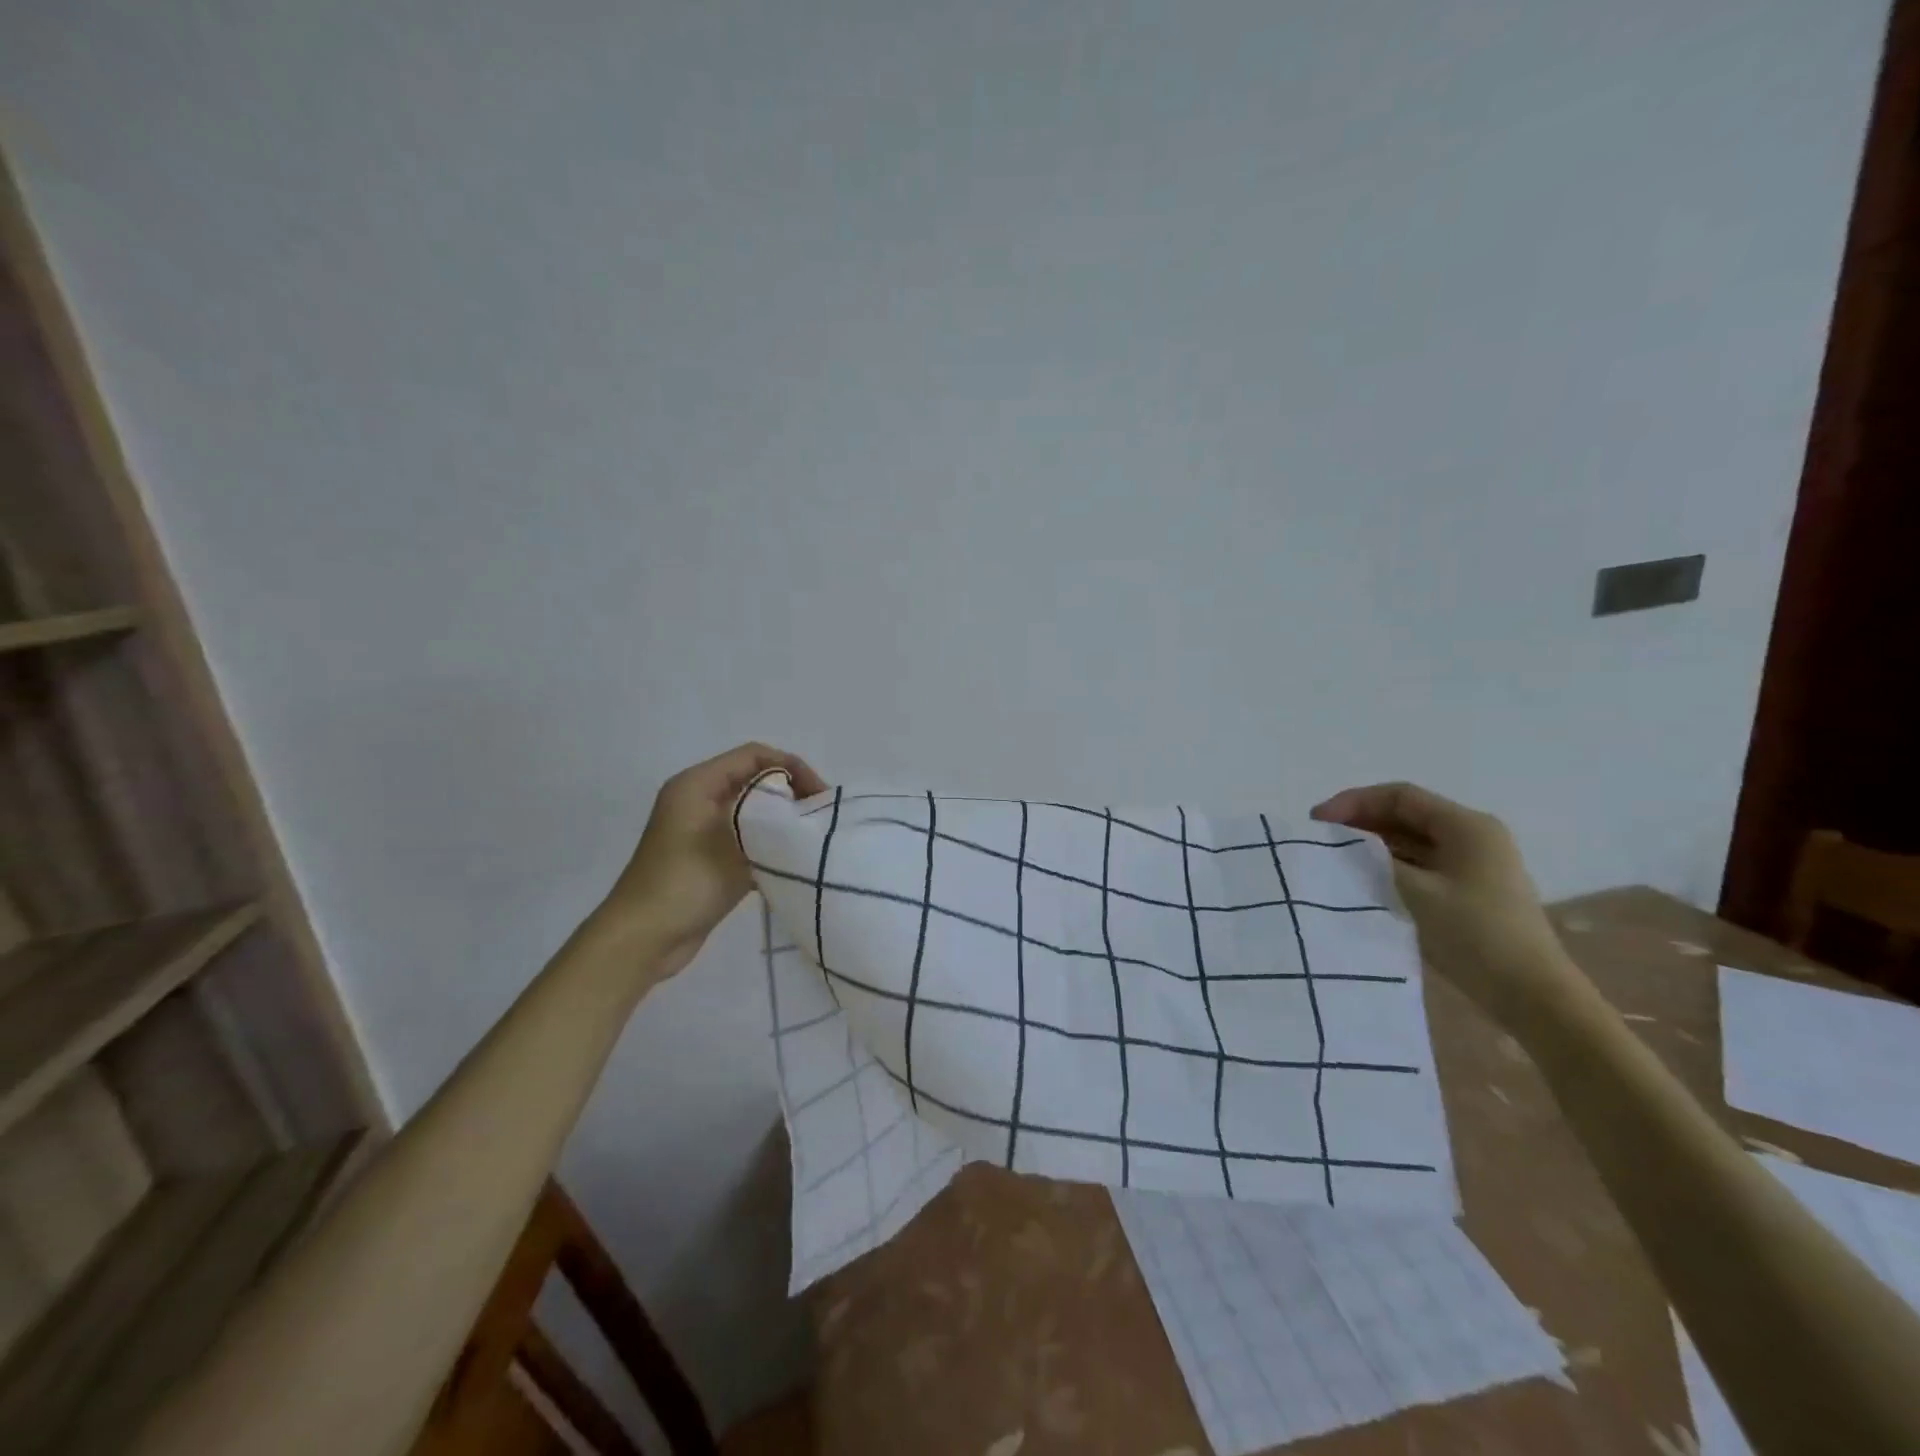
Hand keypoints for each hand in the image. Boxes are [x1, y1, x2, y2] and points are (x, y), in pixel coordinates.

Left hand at [594, 742, 828, 974]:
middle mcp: (697, 798)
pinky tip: (791, 859)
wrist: (643, 938)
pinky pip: (744, 836)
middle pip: (753, 779)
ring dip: (780, 819)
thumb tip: (802, 812)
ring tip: (811, 836)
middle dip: (790, 792)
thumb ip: (770, 819)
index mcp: (697, 784)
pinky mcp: (706, 856)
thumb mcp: (733, 843)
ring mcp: (700, 828)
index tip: (819, 795)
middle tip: (819, 816)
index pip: (754, 756)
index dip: (791, 766)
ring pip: (751, 810)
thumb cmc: (685, 883)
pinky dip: (767, 842)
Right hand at [1311, 782, 1579, 1028]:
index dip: (1353, 802)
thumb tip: (1335, 846)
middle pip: (1405, 815)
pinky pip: (1420, 865)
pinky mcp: (1468, 891)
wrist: (1531, 996)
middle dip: (1359, 823)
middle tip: (1319, 841)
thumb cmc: (1475, 935)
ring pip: (1411, 841)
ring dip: (1371, 846)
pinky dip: (1388, 866)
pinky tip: (1361, 880)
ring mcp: (1473, 865)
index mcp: (1467, 826)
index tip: (1316, 822)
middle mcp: (1473, 837)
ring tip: (1332, 860)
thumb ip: (1372, 861)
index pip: (1400, 796)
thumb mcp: (1414, 892)